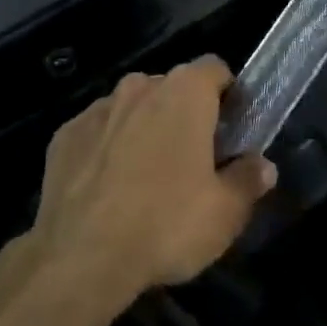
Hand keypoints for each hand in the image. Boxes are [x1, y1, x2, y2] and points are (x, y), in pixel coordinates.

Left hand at [30, 58, 275, 304]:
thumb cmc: (165, 224)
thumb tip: (262, 166)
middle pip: (172, 88)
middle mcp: (140, 86)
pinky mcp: (64, 134)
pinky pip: (97, 132)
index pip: (215, 68)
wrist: (79, 257)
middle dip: (183, 114)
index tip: (231, 127)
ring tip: (146, 178)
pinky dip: (106, 149)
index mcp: (185, 92)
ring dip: (143, 129)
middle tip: (193, 160)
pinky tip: (107, 189)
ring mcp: (97, 108)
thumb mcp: (225, 213)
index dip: (227, 93)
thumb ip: (248, 181)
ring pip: (132, 108)